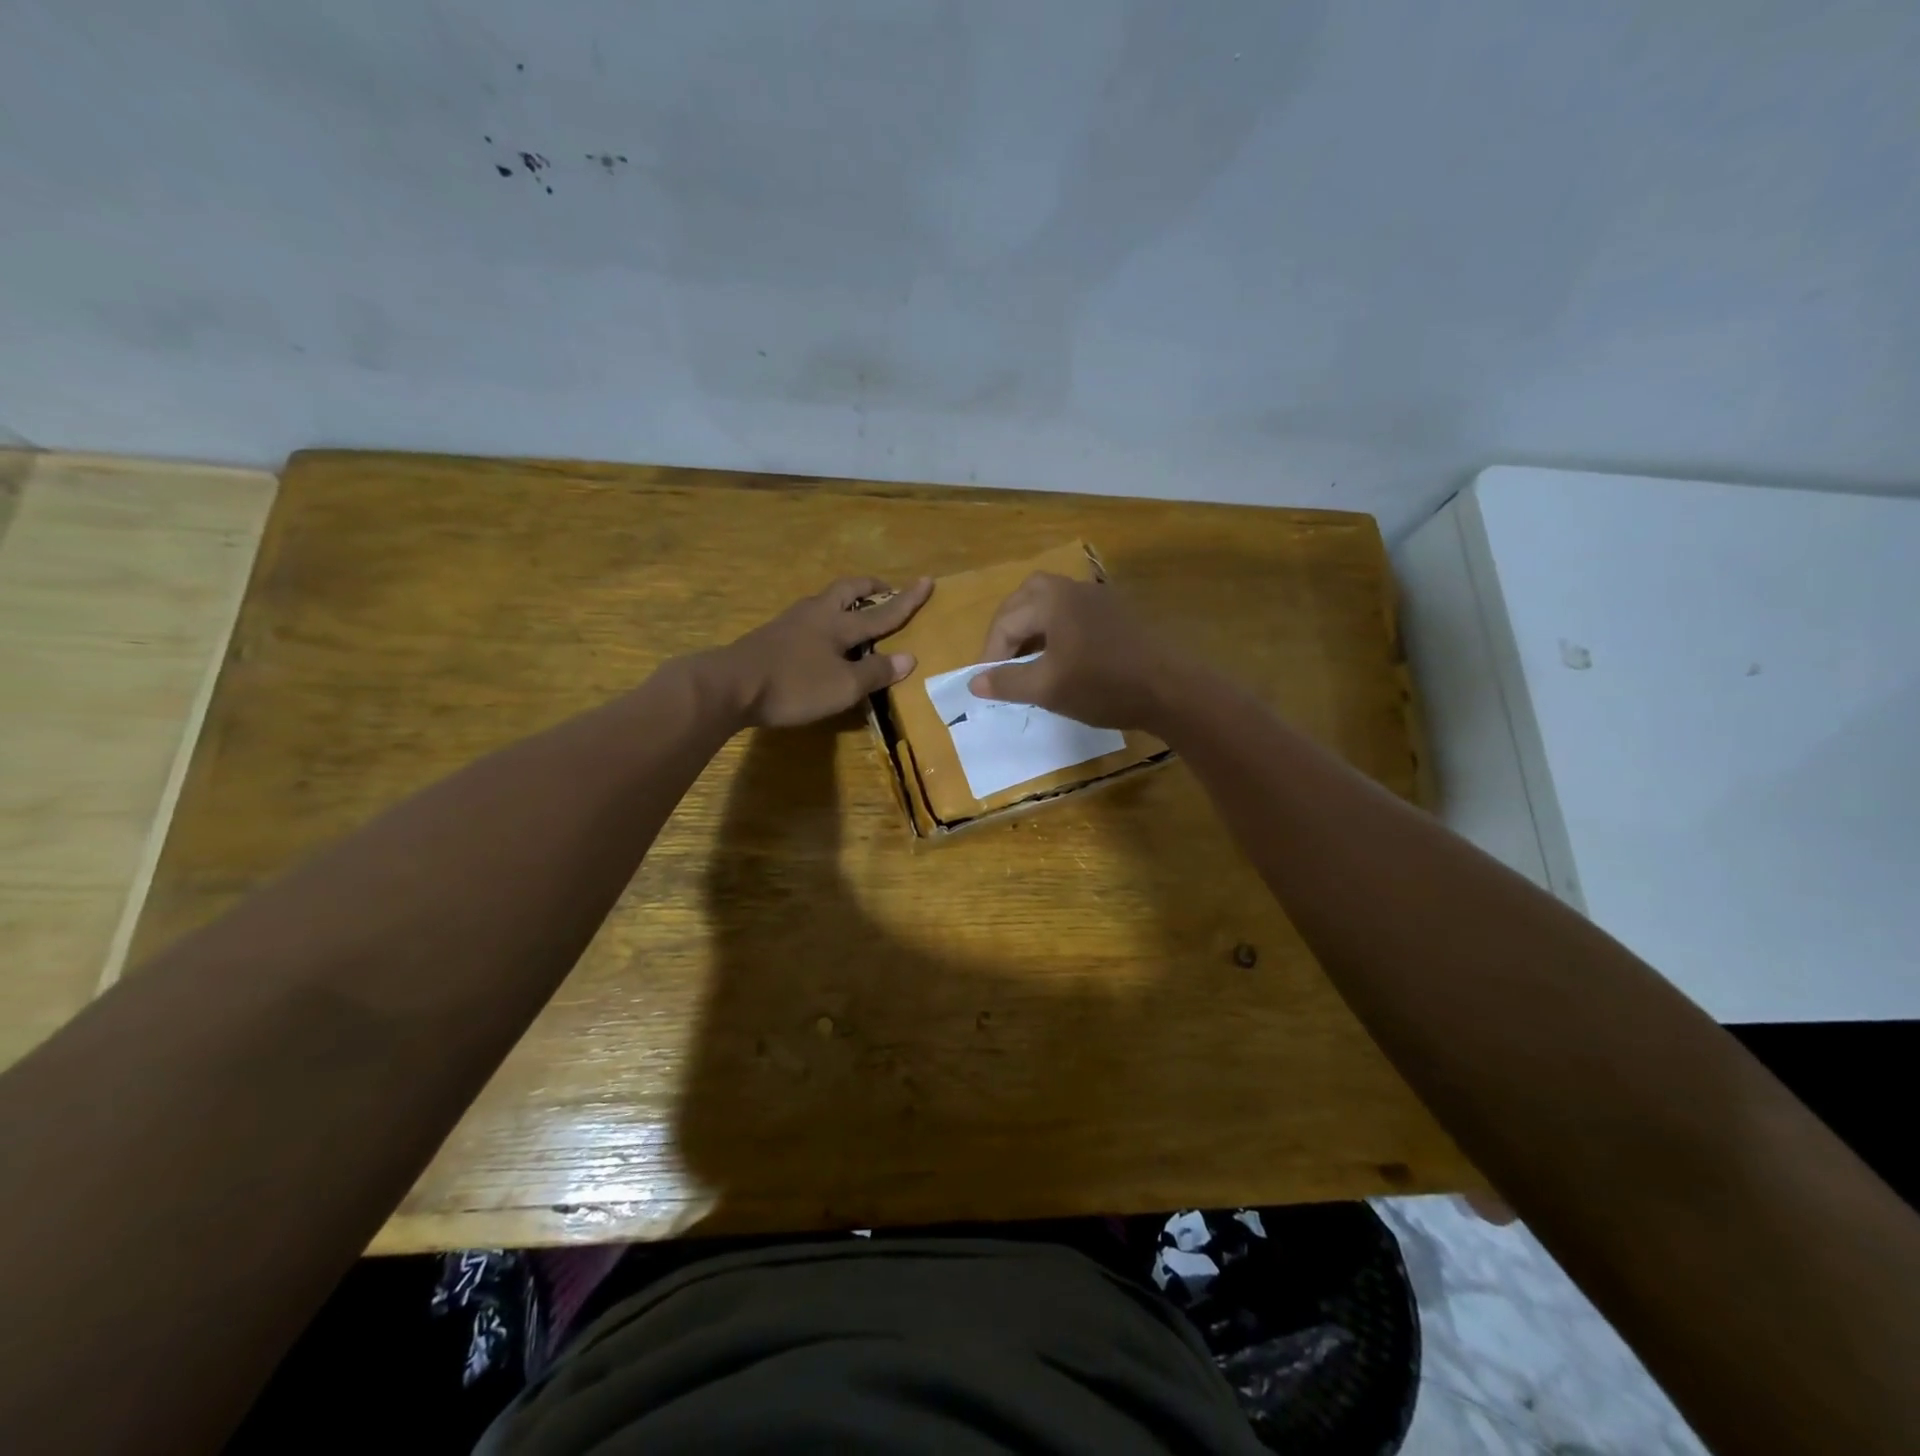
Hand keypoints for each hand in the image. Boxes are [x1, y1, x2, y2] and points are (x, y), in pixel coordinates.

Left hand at [706, 576, 932, 727]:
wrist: (730, 685)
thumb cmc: (794, 685)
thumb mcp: (843, 686)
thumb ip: (876, 672)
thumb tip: (909, 657)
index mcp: (839, 624)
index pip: (882, 611)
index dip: (907, 599)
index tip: (927, 580)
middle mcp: (817, 614)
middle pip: (848, 590)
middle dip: (871, 588)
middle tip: (885, 589)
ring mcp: (791, 622)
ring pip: (826, 600)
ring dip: (846, 600)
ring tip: (856, 611)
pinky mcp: (773, 636)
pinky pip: (810, 618)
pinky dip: (827, 618)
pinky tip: (822, 636)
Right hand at [968, 572, 1191, 731]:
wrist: (1171, 689)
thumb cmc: (1103, 686)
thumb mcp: (1047, 688)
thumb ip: (1007, 682)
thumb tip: (974, 682)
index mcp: (1052, 599)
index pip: (1005, 622)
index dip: (990, 655)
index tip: (986, 685)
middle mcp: (1073, 588)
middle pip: (1025, 598)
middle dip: (1007, 629)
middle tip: (1001, 661)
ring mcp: (1099, 597)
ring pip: (1050, 602)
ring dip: (1031, 628)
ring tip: (1026, 660)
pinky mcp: (1117, 612)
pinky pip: (1073, 612)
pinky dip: (1055, 629)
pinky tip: (1060, 657)